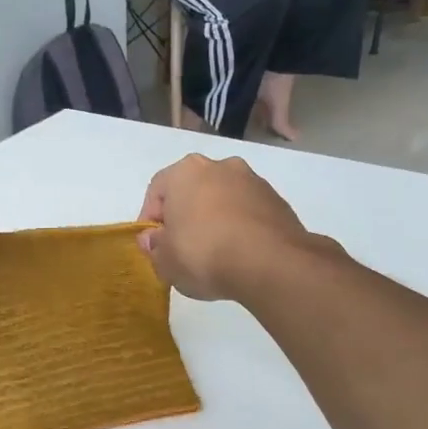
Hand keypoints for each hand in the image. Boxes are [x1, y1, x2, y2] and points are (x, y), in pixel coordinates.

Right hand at [135, 154, 316, 301]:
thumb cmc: (204, 254)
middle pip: (192, 191)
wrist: (270, 263)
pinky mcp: (277, 200)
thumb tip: (152, 238)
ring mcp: (253, 180)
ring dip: (214, 220)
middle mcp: (220, 166)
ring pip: (222, 199)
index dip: (150, 220)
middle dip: (185, 216)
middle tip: (181, 248)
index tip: (153, 246)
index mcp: (185, 171)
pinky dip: (239, 227)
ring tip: (214, 254)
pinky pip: (247, 212)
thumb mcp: (165, 260)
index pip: (157, 191)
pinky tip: (239, 254)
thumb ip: (153, 247)